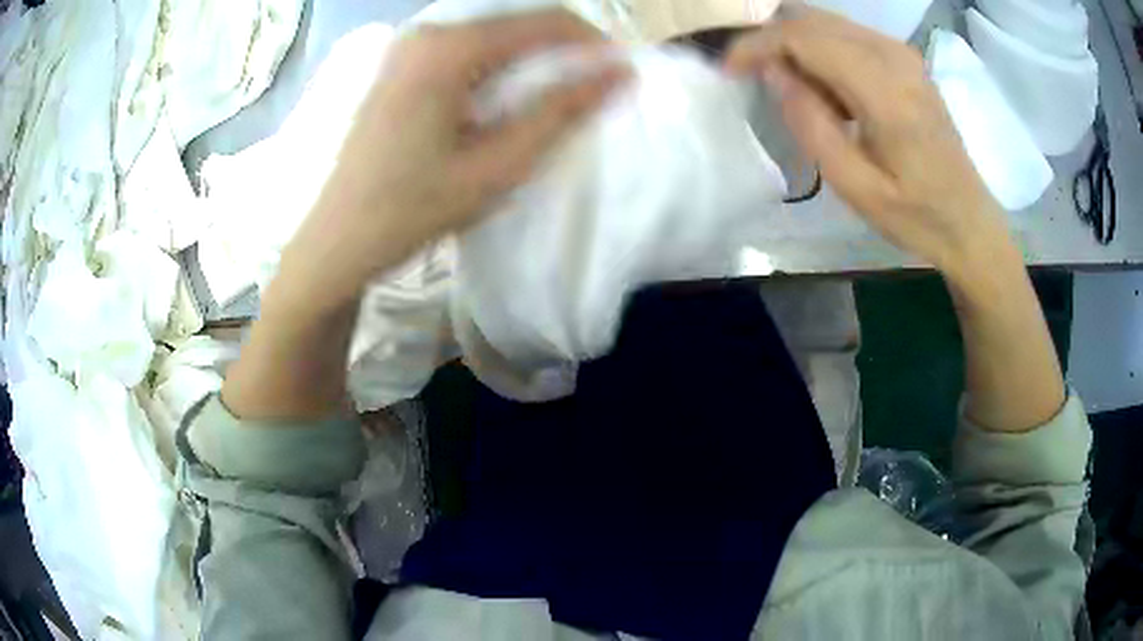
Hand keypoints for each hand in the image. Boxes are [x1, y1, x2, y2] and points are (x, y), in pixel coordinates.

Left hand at [287, 9, 627, 304]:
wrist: (339, 238)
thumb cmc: (413, 208)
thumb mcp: (497, 165)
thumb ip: (560, 111)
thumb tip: (617, 74)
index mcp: (448, 48)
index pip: (543, 21)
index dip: (591, 43)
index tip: (621, 72)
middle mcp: (427, 31)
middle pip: (517, 20)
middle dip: (563, 49)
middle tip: (592, 88)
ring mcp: (408, 45)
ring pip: (493, 33)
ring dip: (532, 58)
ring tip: (556, 95)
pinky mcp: (401, 62)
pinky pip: (467, 47)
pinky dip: (500, 65)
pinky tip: (508, 96)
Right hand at [725, 8, 1007, 280]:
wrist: (968, 222)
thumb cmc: (916, 216)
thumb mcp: (855, 187)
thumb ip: (810, 124)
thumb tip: (773, 73)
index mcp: (885, 91)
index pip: (804, 37)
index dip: (758, 45)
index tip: (730, 70)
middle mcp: (894, 56)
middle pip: (812, 19)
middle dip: (772, 40)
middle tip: (754, 78)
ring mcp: (902, 53)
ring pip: (827, 22)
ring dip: (797, 45)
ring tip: (792, 90)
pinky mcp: (905, 59)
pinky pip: (847, 35)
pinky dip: (821, 51)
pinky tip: (826, 90)